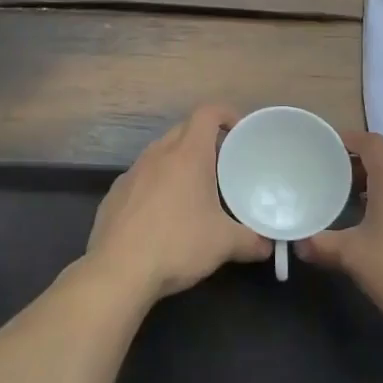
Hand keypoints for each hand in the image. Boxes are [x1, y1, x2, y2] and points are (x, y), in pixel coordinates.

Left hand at [87, 104, 271, 303]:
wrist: (119, 270)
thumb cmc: (177, 245)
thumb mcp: (223, 244)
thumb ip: (251, 240)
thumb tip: (267, 245)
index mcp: (187, 154)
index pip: (207, 112)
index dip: (226, 114)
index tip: (239, 132)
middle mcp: (158, 154)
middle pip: (184, 130)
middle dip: (205, 140)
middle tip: (223, 165)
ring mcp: (132, 172)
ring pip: (161, 153)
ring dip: (179, 162)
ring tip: (195, 190)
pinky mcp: (116, 192)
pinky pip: (142, 176)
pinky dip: (157, 184)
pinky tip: (163, 214)